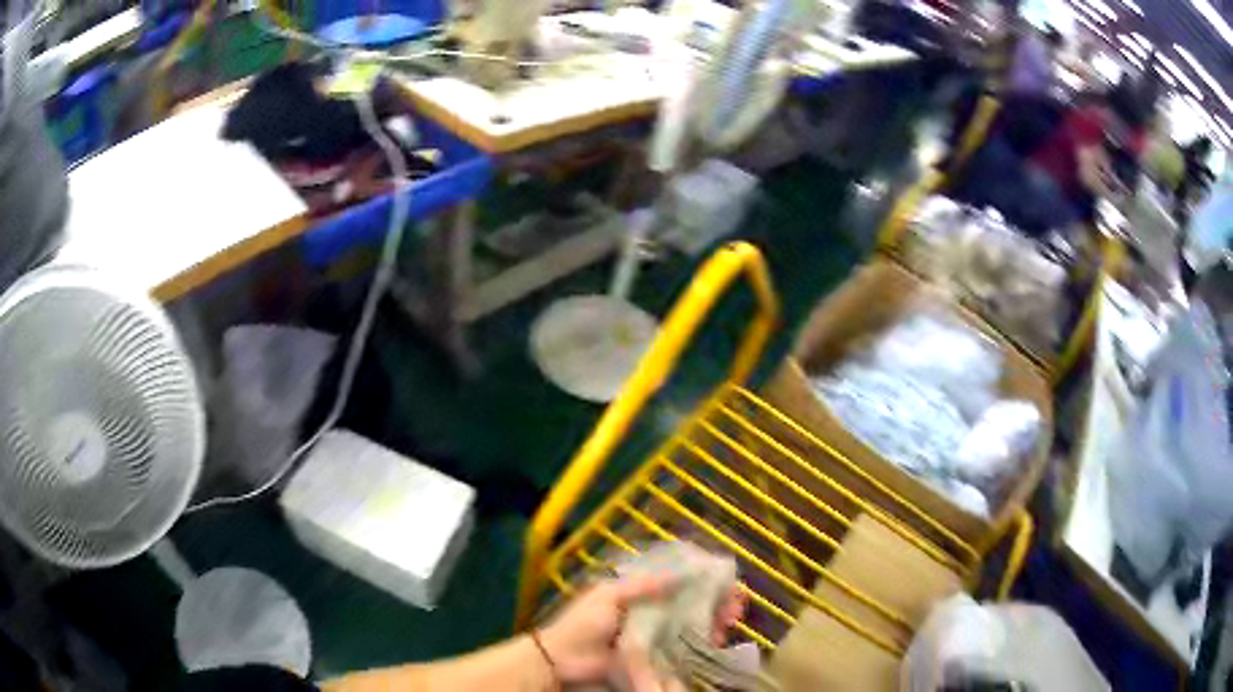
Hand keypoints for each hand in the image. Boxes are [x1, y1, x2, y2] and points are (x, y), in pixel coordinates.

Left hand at [536, 576, 747, 688]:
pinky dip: (704, 644)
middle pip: (693, 604)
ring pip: (695, 626)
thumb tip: (685, 572)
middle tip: (735, 607)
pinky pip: (686, 650)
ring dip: (715, 622)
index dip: (704, 580)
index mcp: (639, 593)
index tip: (726, 582)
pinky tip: (717, 640)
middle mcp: (653, 613)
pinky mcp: (658, 658)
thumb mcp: (609, 595)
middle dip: (717, 603)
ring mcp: (657, 637)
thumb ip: (645, 584)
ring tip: (728, 623)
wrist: (563, 660)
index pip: (680, 582)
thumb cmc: (584, 623)